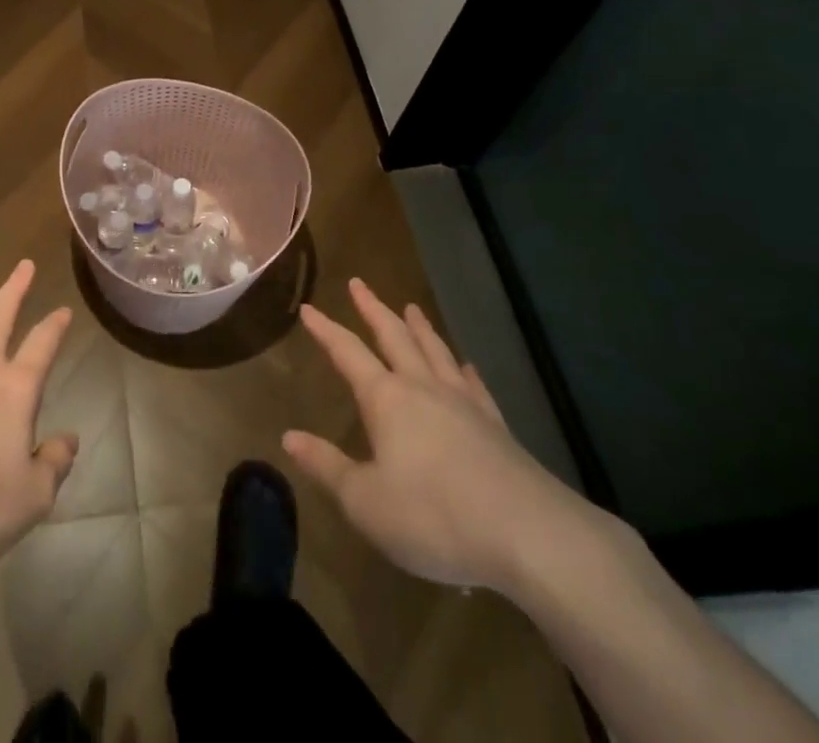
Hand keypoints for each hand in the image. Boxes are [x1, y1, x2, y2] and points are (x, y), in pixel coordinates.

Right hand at [283, 278, 593, 592]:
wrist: (529, 536)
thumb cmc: (434, 516)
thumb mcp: (366, 502)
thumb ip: (327, 466)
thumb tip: (289, 436)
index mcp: (386, 399)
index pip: (347, 353)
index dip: (325, 330)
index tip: (308, 307)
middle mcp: (423, 388)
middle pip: (394, 337)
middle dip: (373, 309)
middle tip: (359, 283)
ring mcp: (464, 404)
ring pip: (436, 352)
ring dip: (420, 328)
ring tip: (411, 307)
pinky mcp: (497, 427)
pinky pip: (475, 386)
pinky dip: (465, 370)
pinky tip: (466, 366)